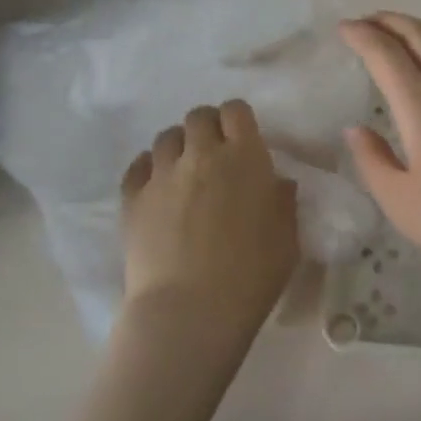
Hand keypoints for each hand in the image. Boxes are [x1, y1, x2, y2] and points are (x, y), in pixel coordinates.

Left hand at [119, 101, 298, 342]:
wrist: (190, 310)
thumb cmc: (251, 275)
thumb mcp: (287, 238)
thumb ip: (283, 202)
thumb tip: (277, 183)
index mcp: (244, 157)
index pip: (236, 111)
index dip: (238, 119)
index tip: (242, 136)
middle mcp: (201, 154)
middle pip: (198, 116)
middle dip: (208, 127)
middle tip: (214, 152)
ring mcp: (162, 174)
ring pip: (166, 136)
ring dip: (179, 146)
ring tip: (184, 170)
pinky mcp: (132, 198)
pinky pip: (138, 166)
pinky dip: (148, 168)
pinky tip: (157, 187)